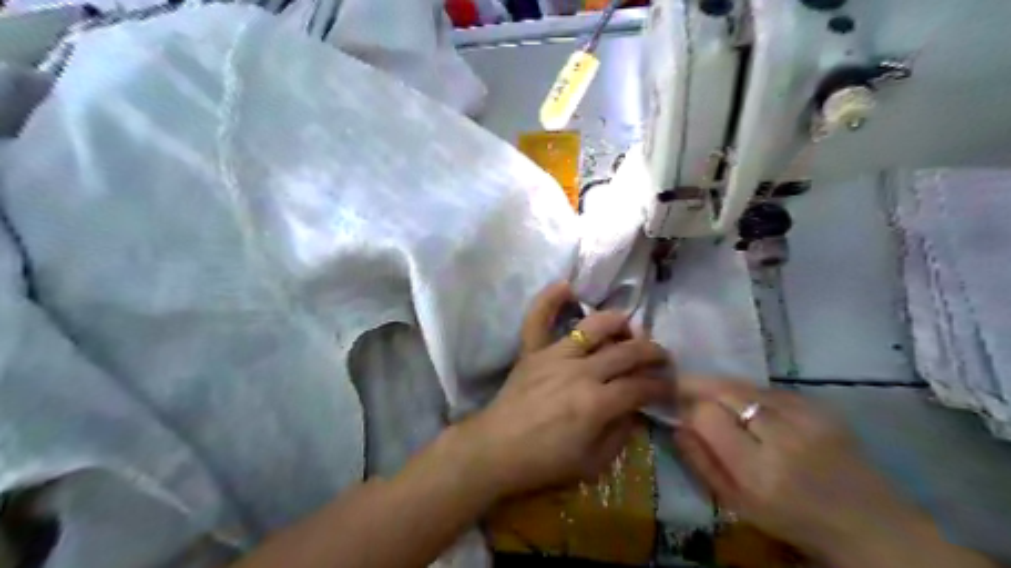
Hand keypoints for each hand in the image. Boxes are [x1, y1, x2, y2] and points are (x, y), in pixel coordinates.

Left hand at [462, 282, 672, 499]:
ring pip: (594, 326)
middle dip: (653, 353)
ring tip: (628, 328)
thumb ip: (620, 434)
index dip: (662, 385)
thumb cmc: (544, 462)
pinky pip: (538, 318)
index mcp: (597, 403)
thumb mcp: (593, 463)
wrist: (496, 450)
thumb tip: (635, 409)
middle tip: (662, 357)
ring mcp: (555, 356)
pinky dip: (550, 300)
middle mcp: (581, 371)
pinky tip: (566, 286)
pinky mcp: (532, 351)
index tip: (671, 386)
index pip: (641, 386)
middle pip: (627, 352)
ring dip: (618, 323)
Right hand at [670, 376, 931, 562]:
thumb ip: (701, 463)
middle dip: (699, 386)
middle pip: (726, 391)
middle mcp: (783, 438)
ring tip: (711, 393)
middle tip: (683, 387)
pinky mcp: (821, 407)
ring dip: (723, 387)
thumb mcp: (737, 505)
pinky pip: (770, 389)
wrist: (868, 523)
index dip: (688, 408)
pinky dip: (751, 393)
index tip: (678, 408)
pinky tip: (748, 404)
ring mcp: (806, 418)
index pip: (707, 416)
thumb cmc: (792, 520)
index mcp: (758, 471)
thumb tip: (677, 425)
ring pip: (746, 385)